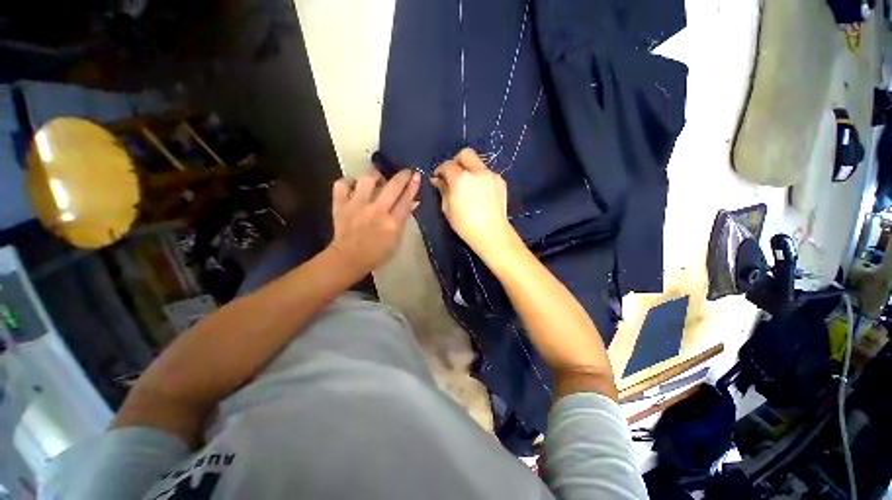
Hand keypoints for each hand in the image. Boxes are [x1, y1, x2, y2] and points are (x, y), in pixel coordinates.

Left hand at [328, 169, 420, 275]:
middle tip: (405, 171)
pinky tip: (354, 185)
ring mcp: (357, 206)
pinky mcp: (340, 205)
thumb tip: (412, 202)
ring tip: (378, 177)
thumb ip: (403, 219)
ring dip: (375, 175)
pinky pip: (342, 184)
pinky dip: (348, 182)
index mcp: (392, 223)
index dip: (413, 186)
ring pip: (367, 180)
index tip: (417, 175)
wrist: (348, 259)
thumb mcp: (396, 239)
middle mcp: (376, 211)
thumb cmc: (377, 253)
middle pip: (392, 186)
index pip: (406, 200)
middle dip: (402, 175)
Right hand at [431, 148, 519, 260]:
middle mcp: (477, 171)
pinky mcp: (501, 181)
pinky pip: (487, 174)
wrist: (492, 233)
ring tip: (468, 186)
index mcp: (461, 179)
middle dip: (456, 161)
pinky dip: (480, 178)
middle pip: (465, 154)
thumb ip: (442, 190)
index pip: (447, 165)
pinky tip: (480, 193)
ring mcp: (491, 175)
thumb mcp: (447, 209)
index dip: (440, 170)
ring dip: (470, 170)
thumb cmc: (465, 225)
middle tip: (453, 175)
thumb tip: (437, 180)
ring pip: (478, 163)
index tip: (438, 178)